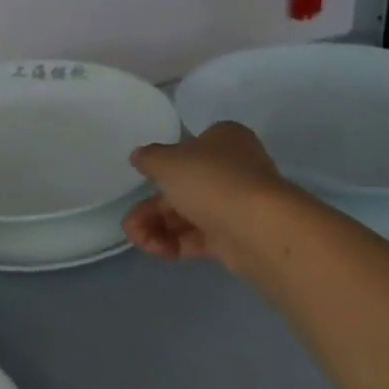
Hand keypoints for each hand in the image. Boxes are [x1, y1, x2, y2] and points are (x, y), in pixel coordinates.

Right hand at [122, 122, 286, 273]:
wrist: (257, 228)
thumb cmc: (211, 180)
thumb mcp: (167, 161)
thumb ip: (149, 158)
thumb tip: (139, 156)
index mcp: (224, 140)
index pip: (190, 147)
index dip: (164, 164)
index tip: (144, 178)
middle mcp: (234, 169)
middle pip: (183, 186)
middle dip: (151, 207)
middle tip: (131, 223)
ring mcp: (235, 205)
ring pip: (188, 214)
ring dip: (157, 227)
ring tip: (138, 239)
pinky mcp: (235, 237)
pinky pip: (198, 238)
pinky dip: (175, 242)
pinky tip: (156, 249)